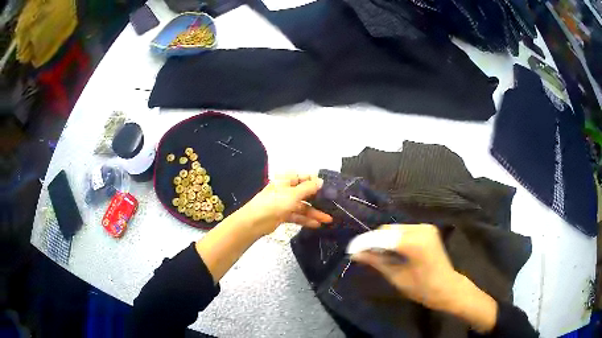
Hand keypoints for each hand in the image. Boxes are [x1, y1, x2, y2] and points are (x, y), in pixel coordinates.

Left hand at [239, 173, 332, 235]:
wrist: (255, 221)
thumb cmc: (274, 203)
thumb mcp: (294, 194)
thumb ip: (308, 188)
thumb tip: (320, 181)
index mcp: (286, 180)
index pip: (304, 178)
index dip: (316, 182)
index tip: (329, 188)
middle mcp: (286, 190)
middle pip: (305, 193)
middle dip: (318, 200)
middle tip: (332, 206)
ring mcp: (284, 203)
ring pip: (303, 206)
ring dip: (314, 212)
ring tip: (328, 219)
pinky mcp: (283, 215)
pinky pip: (297, 216)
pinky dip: (306, 219)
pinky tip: (317, 224)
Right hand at [351, 224, 497, 333]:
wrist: (447, 287)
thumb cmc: (422, 288)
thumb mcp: (396, 277)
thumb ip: (376, 262)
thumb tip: (355, 255)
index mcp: (414, 242)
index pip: (382, 237)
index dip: (364, 243)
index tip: (350, 250)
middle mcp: (420, 229)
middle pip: (388, 230)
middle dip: (373, 241)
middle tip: (362, 255)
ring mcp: (425, 227)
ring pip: (395, 229)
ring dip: (383, 240)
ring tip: (376, 255)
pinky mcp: (427, 229)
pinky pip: (404, 231)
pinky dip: (394, 239)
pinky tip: (390, 251)